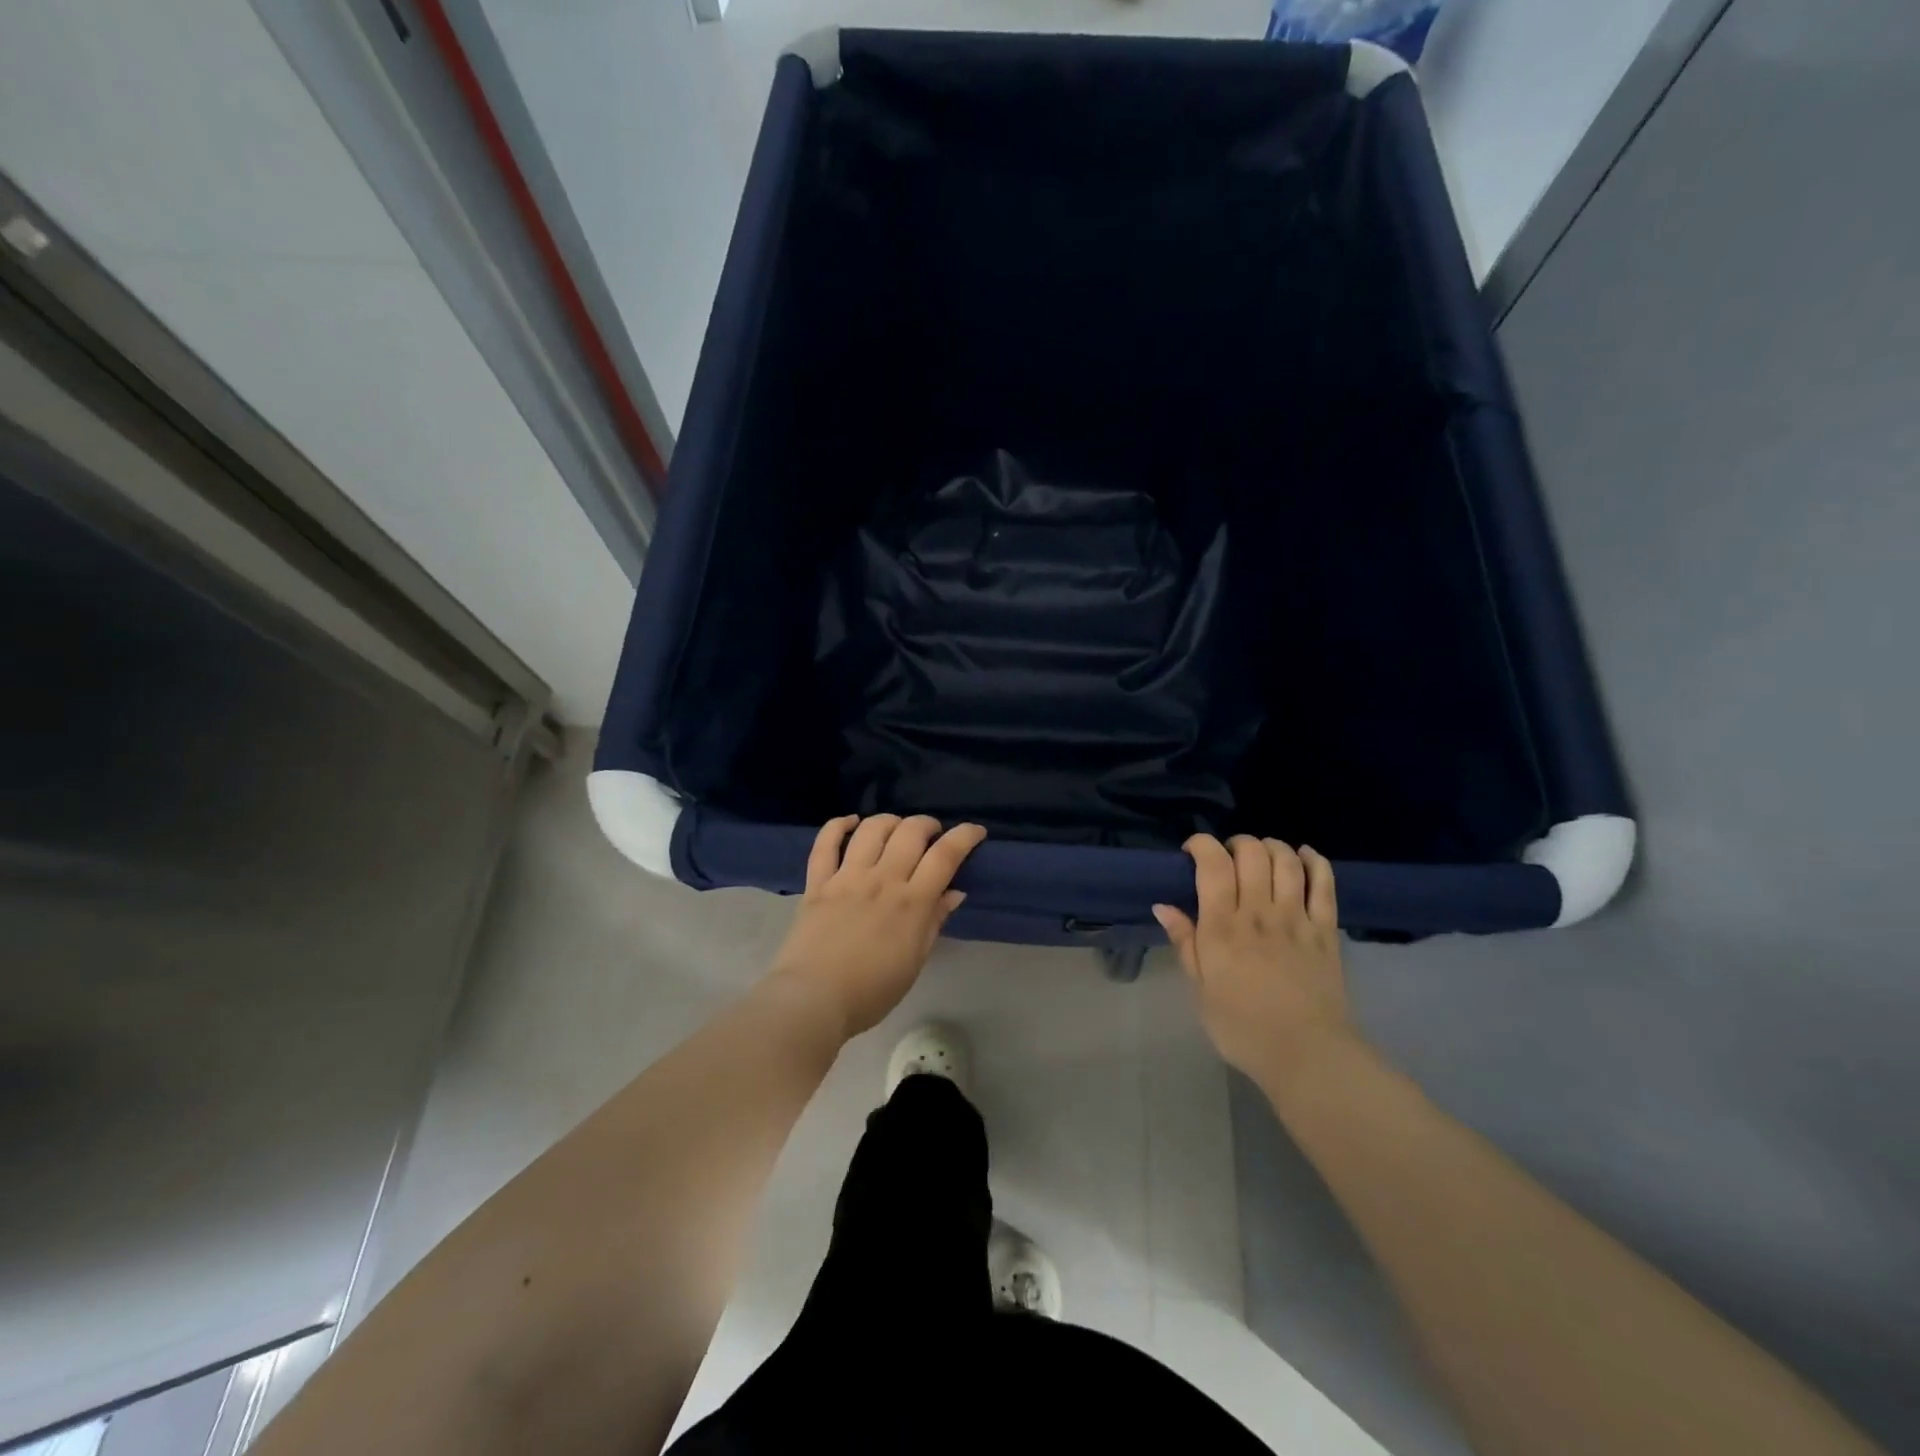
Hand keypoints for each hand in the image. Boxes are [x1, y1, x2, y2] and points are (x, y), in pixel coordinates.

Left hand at [769, 815, 986, 1038]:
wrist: (813, 1000)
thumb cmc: (871, 991)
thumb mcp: (914, 961)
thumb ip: (934, 922)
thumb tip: (955, 892)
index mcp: (911, 902)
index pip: (945, 855)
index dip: (965, 836)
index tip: (975, 831)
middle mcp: (882, 879)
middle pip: (911, 832)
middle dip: (928, 824)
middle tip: (932, 834)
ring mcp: (847, 877)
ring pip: (872, 829)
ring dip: (890, 821)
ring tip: (896, 829)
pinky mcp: (817, 882)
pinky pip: (825, 842)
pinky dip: (839, 825)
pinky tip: (851, 822)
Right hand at [1153, 835, 1352, 1086]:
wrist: (1307, 1056)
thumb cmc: (1242, 1028)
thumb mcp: (1200, 990)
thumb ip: (1185, 943)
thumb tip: (1163, 906)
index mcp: (1222, 927)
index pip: (1213, 864)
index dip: (1201, 844)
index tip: (1192, 852)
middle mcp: (1258, 912)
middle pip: (1252, 853)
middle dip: (1236, 843)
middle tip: (1228, 858)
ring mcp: (1296, 918)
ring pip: (1286, 860)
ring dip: (1271, 846)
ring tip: (1261, 856)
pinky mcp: (1326, 930)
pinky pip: (1324, 883)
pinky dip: (1315, 861)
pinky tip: (1304, 856)